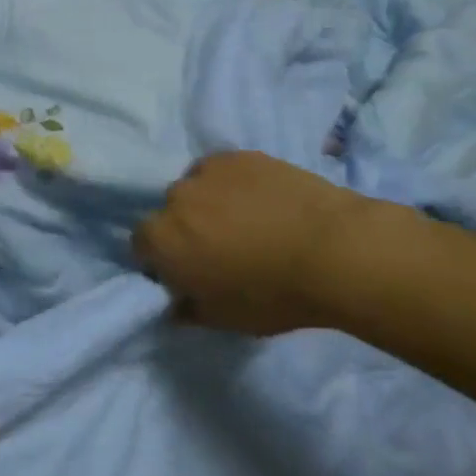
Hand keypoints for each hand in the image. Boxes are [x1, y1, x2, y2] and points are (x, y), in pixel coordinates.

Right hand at [133, 150, 370, 336]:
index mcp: (161, 239)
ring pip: (197, 187)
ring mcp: (207, 171)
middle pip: (169, 213)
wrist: (334, 250)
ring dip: (209, 202)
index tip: (187, 272)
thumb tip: (175, 305)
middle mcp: (174, 198)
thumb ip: (189, 310)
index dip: (161, 260)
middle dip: (185, 228)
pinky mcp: (240, 155)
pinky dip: (235, 184)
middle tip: (219, 248)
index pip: (141, 244)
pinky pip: (225, 171)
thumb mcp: (225, 319)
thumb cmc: (273, 294)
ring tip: (246, 221)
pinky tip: (263, 200)